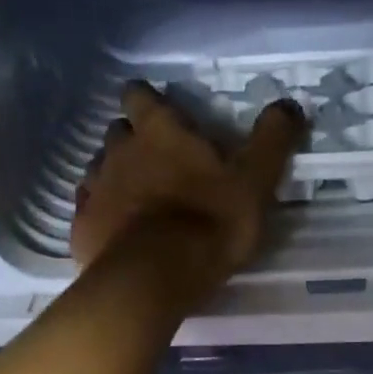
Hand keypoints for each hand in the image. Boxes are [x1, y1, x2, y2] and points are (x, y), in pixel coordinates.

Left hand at [72, 81, 306, 292]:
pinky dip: (101, 216)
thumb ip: (272, 141)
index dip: (149, 103)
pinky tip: (117, 234)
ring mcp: (95, 188)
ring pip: (100, 169)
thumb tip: (290, 104)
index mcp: (158, 131)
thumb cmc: (208, 224)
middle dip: (133, 143)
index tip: (162, 119)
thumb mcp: (254, 182)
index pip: (141, 95)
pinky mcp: (82, 227)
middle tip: (157, 167)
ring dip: (116, 179)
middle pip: (118, 133)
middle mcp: (118, 150)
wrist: (154, 279)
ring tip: (137, 205)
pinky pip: (89, 212)